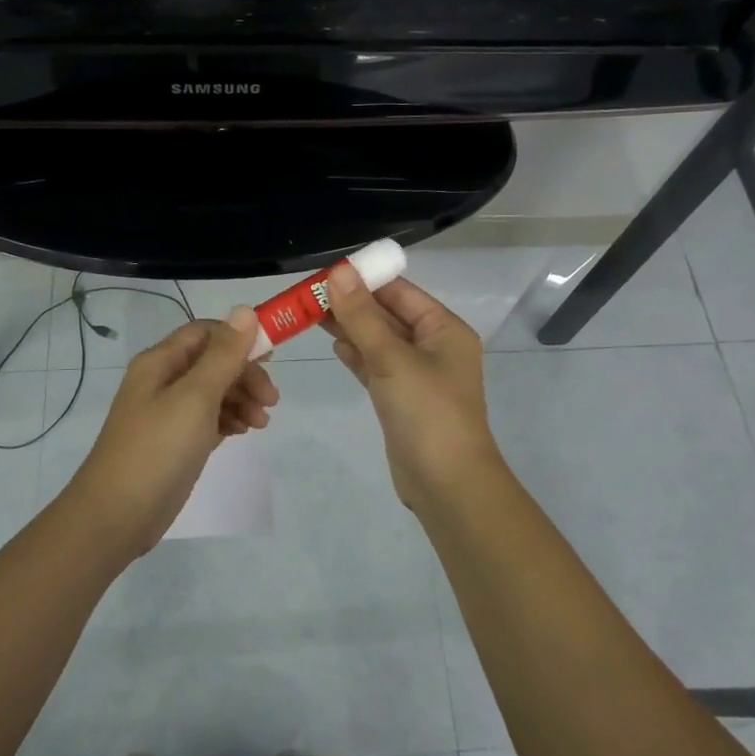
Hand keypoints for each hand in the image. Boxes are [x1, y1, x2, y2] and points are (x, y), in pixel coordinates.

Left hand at [64, 306, 278, 557]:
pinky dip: (229, 420)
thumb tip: (245, 310)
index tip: (272, 358)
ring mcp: (168, 413)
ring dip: (241, 398)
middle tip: (271, 400)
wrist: (117, 515)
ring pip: (214, 391)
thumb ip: (223, 355)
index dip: (239, 338)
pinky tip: (242, 432)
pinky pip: (208, 418)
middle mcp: (162, 381)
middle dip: (245, 374)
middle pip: (213, 362)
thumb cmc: (157, 449)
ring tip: (261, 423)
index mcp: (160, 362)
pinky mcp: (175, 442)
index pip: (205, 332)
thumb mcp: (195, 397)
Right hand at [321, 268, 504, 512]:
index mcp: (444, 329)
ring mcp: (417, 375)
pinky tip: (334, 344)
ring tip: (311, 313)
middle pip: (388, 315)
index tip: (327, 272)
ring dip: (351, 328)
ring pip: (379, 341)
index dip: (365, 279)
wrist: (446, 483)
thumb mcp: (392, 359)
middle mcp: (434, 347)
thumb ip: (362, 316)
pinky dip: (357, 354)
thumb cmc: (427, 412)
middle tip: (309, 294)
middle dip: (353, 304)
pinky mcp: (401, 399)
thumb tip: (339, 272)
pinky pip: (376, 366)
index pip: (401, 292)